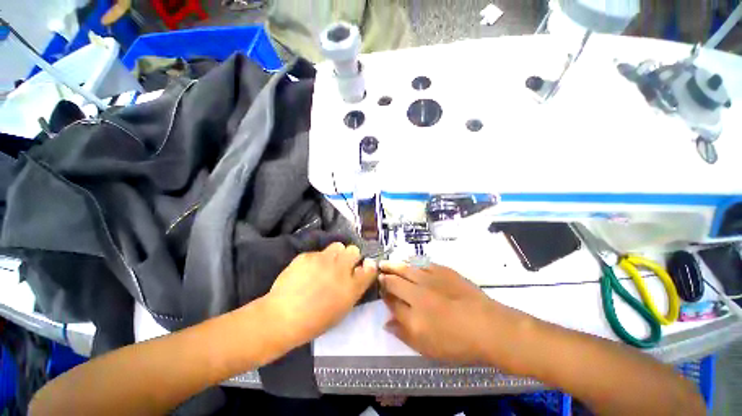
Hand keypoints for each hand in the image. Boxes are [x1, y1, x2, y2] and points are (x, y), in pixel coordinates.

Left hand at [265, 243, 376, 347]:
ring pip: (337, 245)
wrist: (283, 318)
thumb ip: (353, 289)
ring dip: (335, 254)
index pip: (370, 268)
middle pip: (354, 250)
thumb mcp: (341, 309)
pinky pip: (318, 252)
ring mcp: (324, 260)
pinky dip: (316, 259)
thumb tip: (358, 273)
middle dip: (350, 256)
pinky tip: (306, 270)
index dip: (367, 266)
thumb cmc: (315, 321)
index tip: (361, 268)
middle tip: (342, 265)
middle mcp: (341, 269)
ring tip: (326, 264)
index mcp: (352, 286)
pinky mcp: (308, 256)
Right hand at [380, 262, 531, 366]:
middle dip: (384, 276)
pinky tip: (409, 262)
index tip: (380, 290)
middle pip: (394, 281)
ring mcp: (430, 280)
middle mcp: (417, 294)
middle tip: (379, 271)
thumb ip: (404, 334)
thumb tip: (386, 322)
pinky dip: (413, 263)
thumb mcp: (427, 348)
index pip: (390, 301)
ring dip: (394, 265)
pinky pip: (423, 264)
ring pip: (405, 269)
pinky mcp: (443, 271)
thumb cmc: (458, 343)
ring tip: (386, 262)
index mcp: (412, 316)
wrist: (488, 326)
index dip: (384, 295)